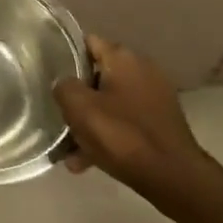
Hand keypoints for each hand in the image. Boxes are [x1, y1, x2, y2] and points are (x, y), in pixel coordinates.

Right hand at [53, 35, 215, 208]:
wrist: (174, 179)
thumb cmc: (122, 135)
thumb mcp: (78, 106)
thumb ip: (64, 86)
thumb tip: (65, 84)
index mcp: (123, 58)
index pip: (87, 42)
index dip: (65, 55)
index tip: (48, 73)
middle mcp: (142, 70)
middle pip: (98, 75)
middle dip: (77, 96)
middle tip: (58, 113)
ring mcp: (155, 98)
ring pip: (110, 103)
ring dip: (90, 121)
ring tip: (68, 147)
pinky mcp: (161, 124)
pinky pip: (125, 123)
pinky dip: (108, 135)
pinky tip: (87, 160)